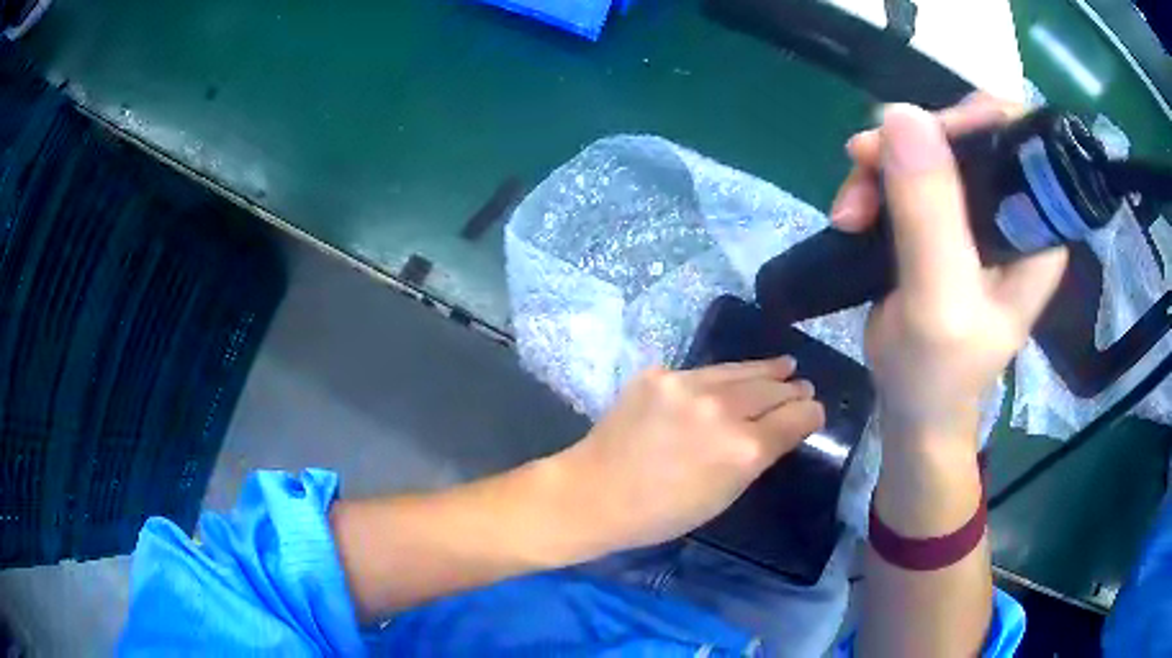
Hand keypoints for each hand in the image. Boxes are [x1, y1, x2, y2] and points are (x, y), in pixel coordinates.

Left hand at [551, 358, 823, 554]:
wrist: (595, 492)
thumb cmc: (661, 513)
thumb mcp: (723, 496)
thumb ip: (756, 458)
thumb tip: (778, 430)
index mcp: (744, 448)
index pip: (795, 418)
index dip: (810, 413)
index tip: (815, 410)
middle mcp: (723, 408)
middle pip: (772, 388)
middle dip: (792, 388)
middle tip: (802, 384)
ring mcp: (688, 384)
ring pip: (741, 370)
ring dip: (765, 369)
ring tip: (784, 364)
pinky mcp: (660, 374)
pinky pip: (702, 372)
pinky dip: (722, 378)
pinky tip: (732, 377)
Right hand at [830, 95, 1067, 445]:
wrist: (913, 404)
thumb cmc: (937, 371)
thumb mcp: (938, 299)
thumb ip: (930, 213)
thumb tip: (901, 113)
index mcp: (1036, 228)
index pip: (1018, 135)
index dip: (971, 117)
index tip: (918, 135)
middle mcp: (1013, 210)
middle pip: (966, 131)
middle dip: (911, 143)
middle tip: (862, 163)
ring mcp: (977, 212)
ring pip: (928, 147)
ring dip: (880, 166)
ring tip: (850, 211)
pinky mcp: (944, 218)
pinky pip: (906, 170)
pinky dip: (873, 182)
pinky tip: (853, 215)